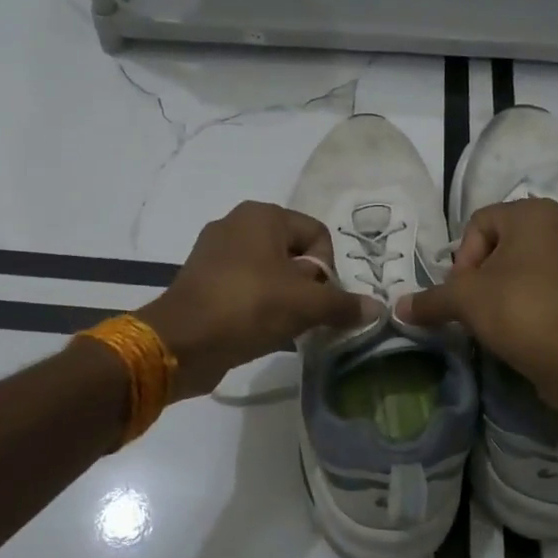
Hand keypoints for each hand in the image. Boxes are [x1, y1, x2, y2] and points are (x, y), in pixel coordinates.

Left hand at [138, 201, 371, 399]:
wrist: (180, 342)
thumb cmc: (248, 307)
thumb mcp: (305, 305)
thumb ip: (343, 304)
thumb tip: (377, 308)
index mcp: (262, 215)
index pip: (317, 235)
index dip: (328, 269)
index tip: (321, 300)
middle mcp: (237, 224)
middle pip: (294, 254)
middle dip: (307, 286)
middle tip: (306, 316)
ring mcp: (214, 253)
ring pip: (270, 273)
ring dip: (285, 299)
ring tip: (286, 327)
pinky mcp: (202, 281)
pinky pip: (245, 288)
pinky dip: (259, 307)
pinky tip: (262, 332)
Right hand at [397, 198, 557, 403]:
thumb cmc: (521, 310)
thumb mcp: (465, 301)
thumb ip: (430, 299)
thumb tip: (399, 308)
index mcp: (533, 212)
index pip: (478, 224)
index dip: (462, 259)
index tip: (462, 293)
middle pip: (503, 244)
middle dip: (483, 275)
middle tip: (475, 306)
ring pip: (527, 265)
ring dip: (506, 288)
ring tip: (497, 320)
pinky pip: (550, 285)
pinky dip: (532, 300)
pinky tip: (523, 327)